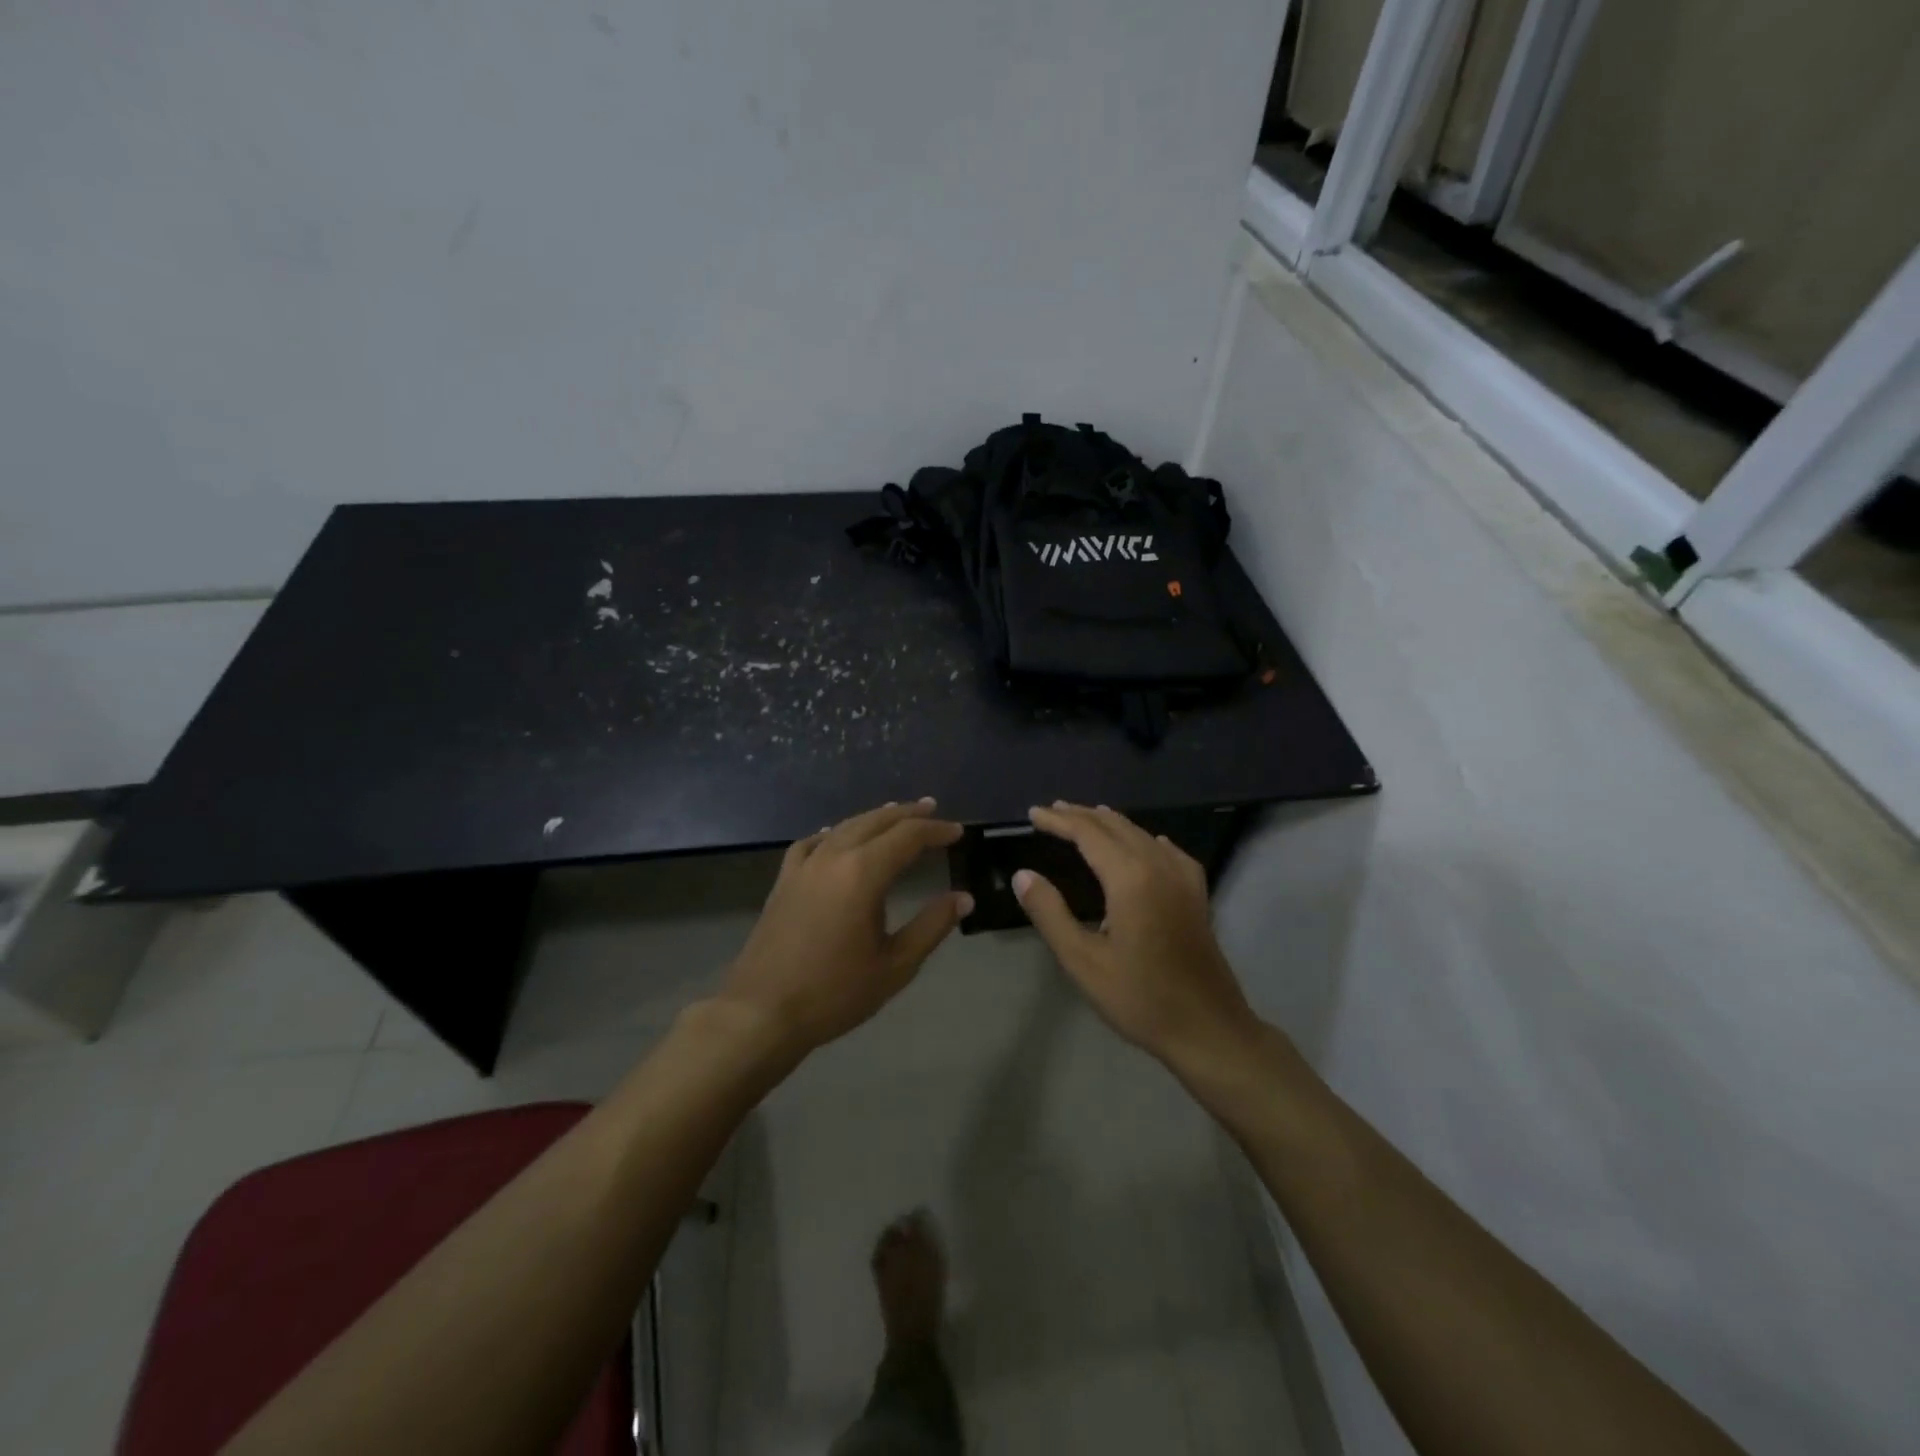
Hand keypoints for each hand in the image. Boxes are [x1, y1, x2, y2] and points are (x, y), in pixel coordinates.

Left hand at [719, 799, 970, 1055]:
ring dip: (874, 818)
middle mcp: (833, 857)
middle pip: (876, 822)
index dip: (936, 830)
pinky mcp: (784, 880)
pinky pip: (812, 843)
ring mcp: (804, 866)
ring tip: (894, 813)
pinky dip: (833, 833)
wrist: (762, 1012)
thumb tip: (963, 897)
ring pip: (845, 827)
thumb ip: (932, 926)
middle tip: (932, 809)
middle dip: (907, 814)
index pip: (908, 836)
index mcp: (863, 873)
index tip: (958, 831)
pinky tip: (836, 837)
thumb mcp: (895, 965)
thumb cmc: (834, 992)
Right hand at [1014, 803, 1254, 1069]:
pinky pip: (1167, 850)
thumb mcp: (1083, 960)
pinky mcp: (1196, 894)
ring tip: (1085, 819)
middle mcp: (1159, 865)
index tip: (1033, 813)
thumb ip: (1050, 913)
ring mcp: (1183, 878)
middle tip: (1050, 812)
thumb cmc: (1140, 998)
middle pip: (1115, 826)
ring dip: (1109, 823)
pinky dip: (1143, 839)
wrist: (1208, 1029)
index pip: (1088, 833)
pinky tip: (1144, 844)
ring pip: (1141, 834)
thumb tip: (1023, 875)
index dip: (1058, 820)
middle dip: (1081, 815)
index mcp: (1130, 877)